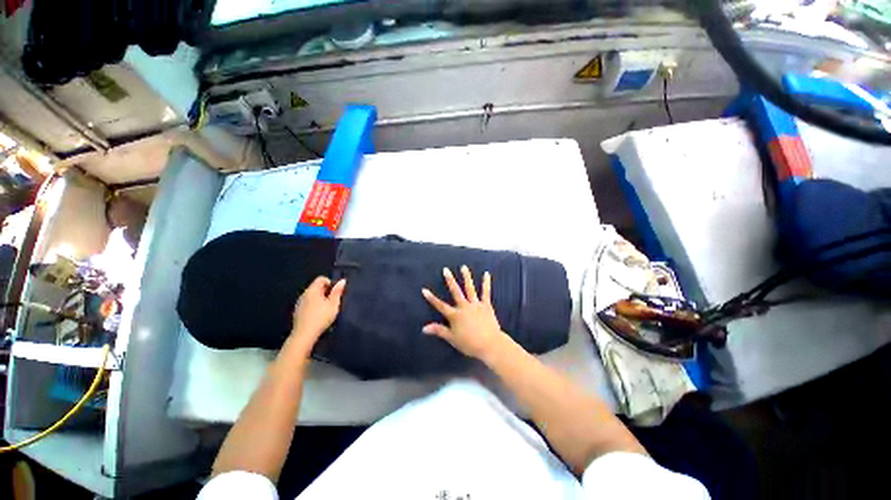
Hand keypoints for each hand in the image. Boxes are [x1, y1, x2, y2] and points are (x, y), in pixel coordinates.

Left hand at [290, 277, 345, 348]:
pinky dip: (314, 305)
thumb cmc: (321, 317)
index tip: (335, 293)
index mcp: (312, 290)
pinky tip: (318, 315)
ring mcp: (299, 302)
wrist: (304, 335)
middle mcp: (304, 293)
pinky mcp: (297, 311)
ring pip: (312, 295)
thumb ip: (337, 292)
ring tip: (326, 309)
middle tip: (333, 301)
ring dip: (320, 298)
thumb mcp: (333, 304)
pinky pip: (308, 303)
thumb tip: (342, 280)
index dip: (330, 283)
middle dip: (326, 291)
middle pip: (316, 286)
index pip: (321, 279)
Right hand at [421, 266, 507, 360]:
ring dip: (466, 277)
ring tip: (464, 267)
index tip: (424, 290)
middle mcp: (464, 307)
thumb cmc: (469, 344)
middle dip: (450, 280)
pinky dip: (486, 283)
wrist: (489, 345)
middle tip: (446, 270)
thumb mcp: (452, 339)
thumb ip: (439, 331)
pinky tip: (487, 274)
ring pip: (470, 288)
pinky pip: (486, 292)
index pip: (440, 305)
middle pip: (455, 292)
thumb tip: (424, 328)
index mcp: (455, 315)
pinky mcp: (486, 305)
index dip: (431, 298)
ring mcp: (475, 305)